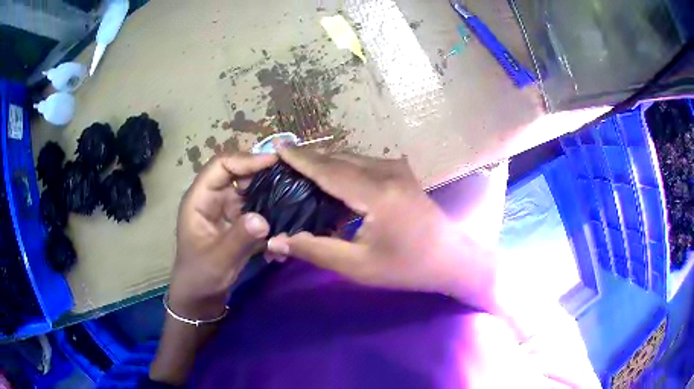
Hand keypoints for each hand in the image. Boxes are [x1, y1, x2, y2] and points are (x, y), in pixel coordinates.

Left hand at [170, 153, 276, 319]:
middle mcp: (213, 200)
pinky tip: (285, 220)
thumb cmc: (200, 277)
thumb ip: (239, 238)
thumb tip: (263, 218)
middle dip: (262, 174)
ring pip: (250, 192)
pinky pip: (255, 211)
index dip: (245, 160)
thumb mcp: (218, 259)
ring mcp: (226, 212)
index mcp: (200, 200)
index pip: (221, 166)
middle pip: (238, 175)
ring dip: (269, 194)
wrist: (200, 298)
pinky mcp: (237, 225)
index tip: (274, 162)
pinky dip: (269, 213)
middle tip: (291, 176)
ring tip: (293, 194)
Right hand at [266, 147, 495, 304]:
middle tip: (283, 164)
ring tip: (300, 171)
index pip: (329, 169)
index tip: (277, 146)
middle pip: (339, 158)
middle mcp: (387, 172)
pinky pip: (364, 164)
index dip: (301, 158)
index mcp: (377, 193)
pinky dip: (343, 168)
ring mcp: (397, 169)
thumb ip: (315, 250)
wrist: (450, 258)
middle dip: (310, 159)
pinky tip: (332, 181)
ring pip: (352, 158)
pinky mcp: (402, 173)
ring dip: (326, 163)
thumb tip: (276, 241)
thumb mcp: (358, 265)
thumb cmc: (405, 267)